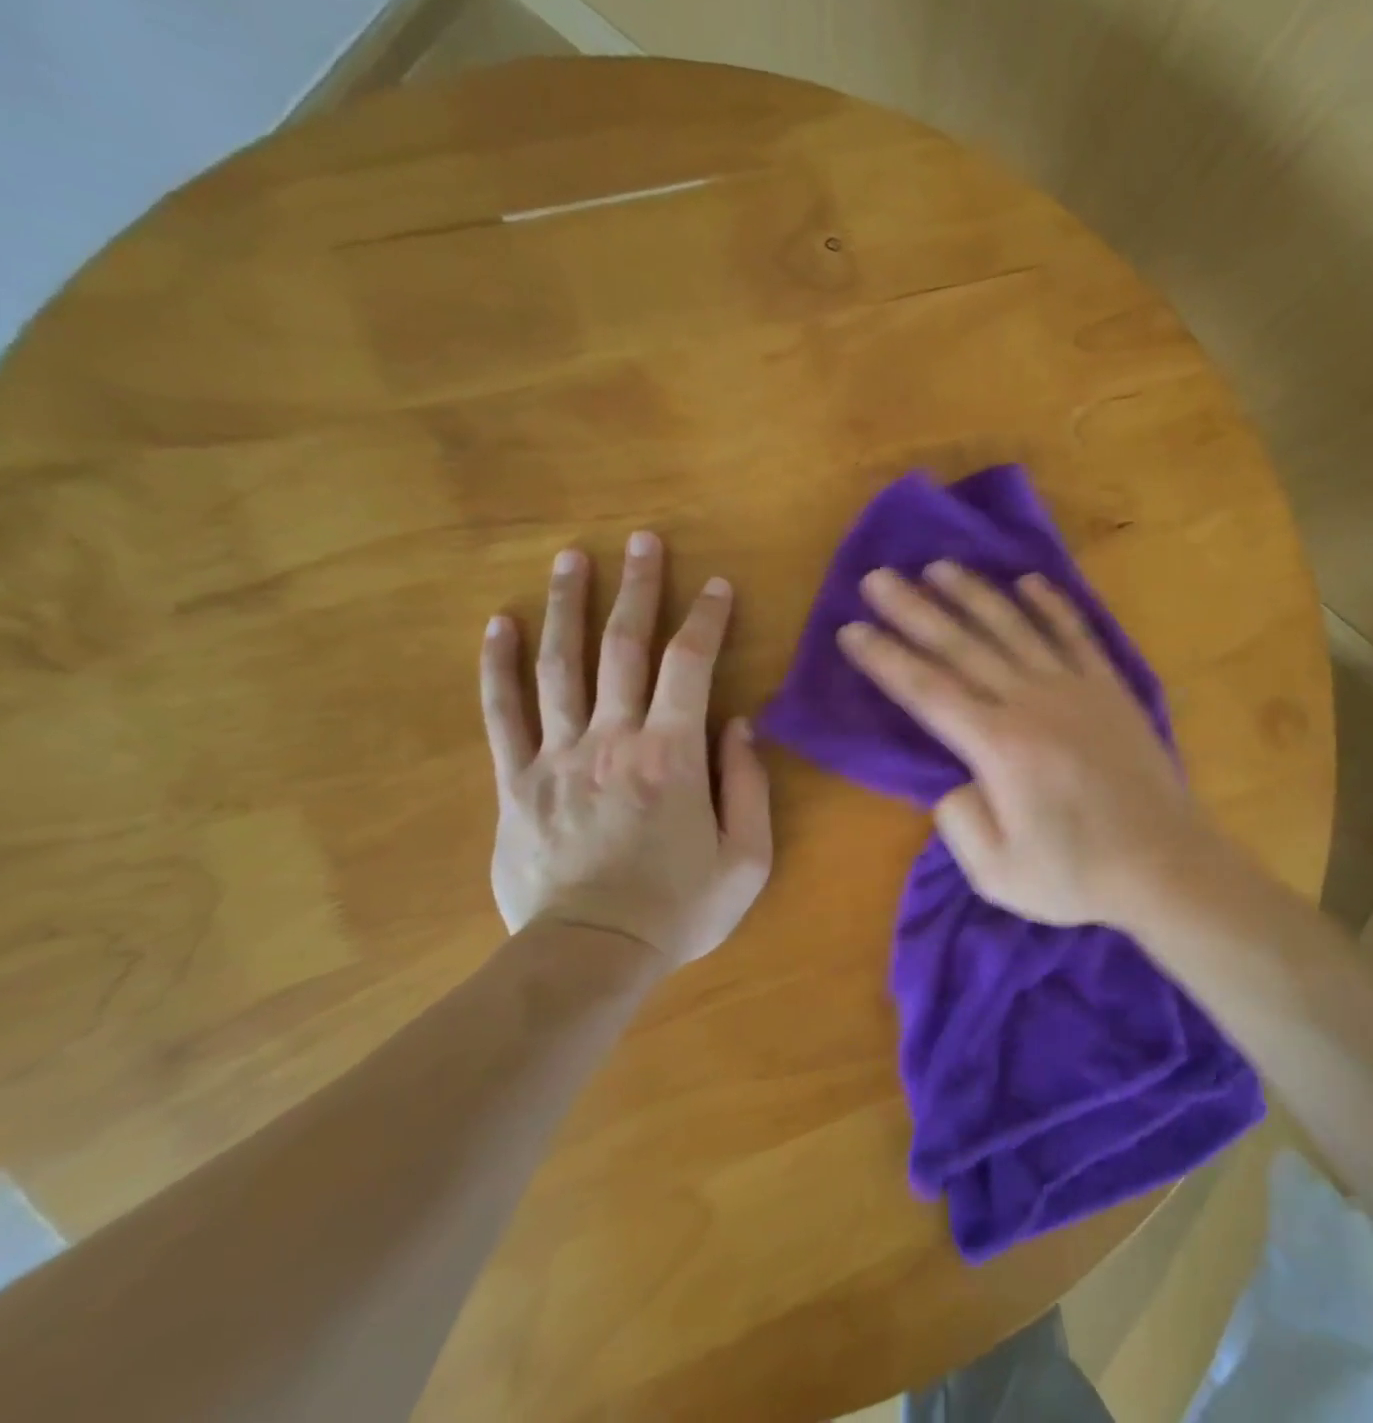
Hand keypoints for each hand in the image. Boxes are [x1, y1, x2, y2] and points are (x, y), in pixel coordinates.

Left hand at [480, 533, 771, 967]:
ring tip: (571, 557)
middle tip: (641, 540)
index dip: (706, 619)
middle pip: (624, 647)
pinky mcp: (517, 781)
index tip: (716, 585)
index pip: (692, 665)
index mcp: (674, 755)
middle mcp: (615, 739)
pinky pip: (503, 713)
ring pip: (560, 665)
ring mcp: (558, 756)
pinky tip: (499, 624)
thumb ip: (749, 784)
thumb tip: (738, 724)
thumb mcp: (746, 856)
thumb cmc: (679, 908)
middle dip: (637, 588)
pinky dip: (499, 665)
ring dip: (568, 606)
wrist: (590, 956)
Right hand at [838, 562, 1213, 927]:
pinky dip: (1051, 605)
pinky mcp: (1109, 688)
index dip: (885, 658)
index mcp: (997, 746)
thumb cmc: (1077, 875)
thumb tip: (954, 780)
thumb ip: (958, 821)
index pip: (927, 690)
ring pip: (1013, 628)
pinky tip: (1028, 582)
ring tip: (939, 567)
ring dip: (973, 594)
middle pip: (961, 646)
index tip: (851, 629)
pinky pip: (1075, 634)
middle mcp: (1030, 702)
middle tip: (878, 577)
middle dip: (914, 610)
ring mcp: (1074, 688)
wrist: (1165, 865)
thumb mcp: (996, 872)